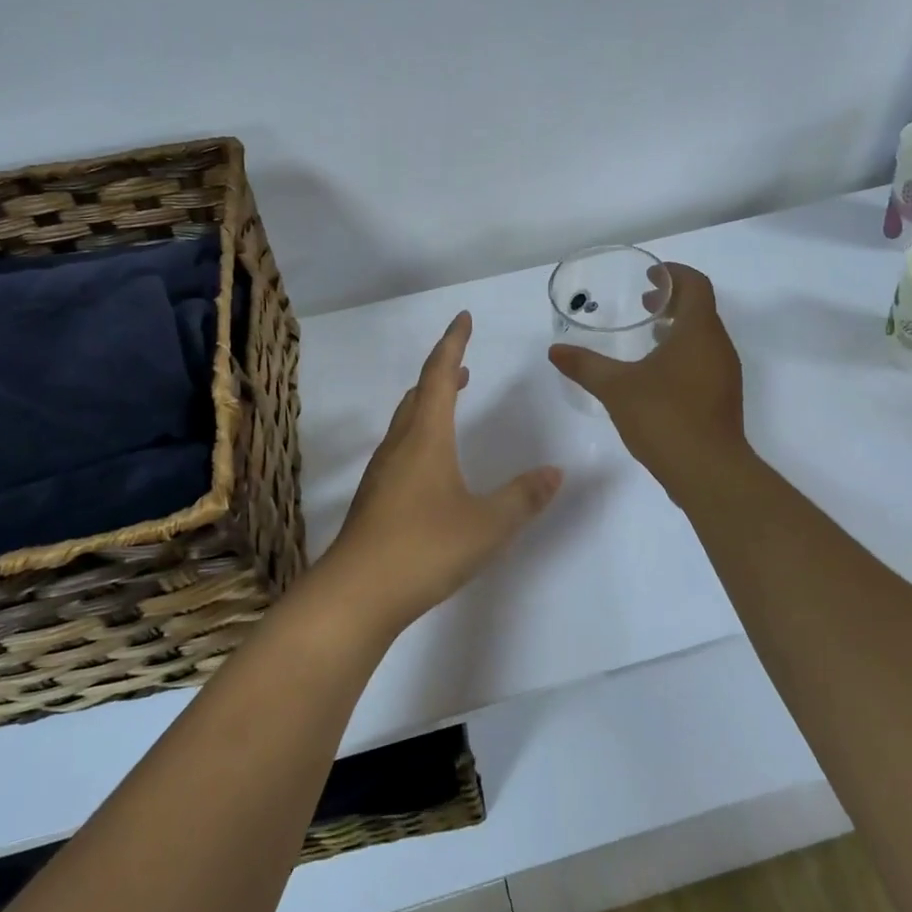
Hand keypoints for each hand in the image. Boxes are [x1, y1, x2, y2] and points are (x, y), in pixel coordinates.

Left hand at [324, 311, 562, 634]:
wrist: (356, 594)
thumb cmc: (424, 548)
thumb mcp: (488, 525)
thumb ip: (523, 497)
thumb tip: (555, 472)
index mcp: (425, 437)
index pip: (439, 375)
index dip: (453, 343)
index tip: (463, 318)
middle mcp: (400, 446)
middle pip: (419, 394)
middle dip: (441, 373)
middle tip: (463, 364)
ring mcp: (382, 472)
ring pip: (406, 421)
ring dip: (429, 403)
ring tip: (450, 403)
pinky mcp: (375, 498)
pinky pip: (401, 447)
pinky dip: (420, 433)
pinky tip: (431, 462)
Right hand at [547, 262, 745, 489]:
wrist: (709, 472)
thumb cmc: (665, 418)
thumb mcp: (616, 388)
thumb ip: (585, 366)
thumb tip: (555, 351)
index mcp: (698, 331)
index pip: (695, 285)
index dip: (674, 274)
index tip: (650, 275)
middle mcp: (718, 346)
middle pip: (701, 308)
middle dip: (673, 299)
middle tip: (643, 301)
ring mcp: (725, 373)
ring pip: (704, 336)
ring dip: (678, 327)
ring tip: (647, 334)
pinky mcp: (723, 397)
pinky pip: (704, 359)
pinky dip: (683, 352)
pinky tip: (656, 373)